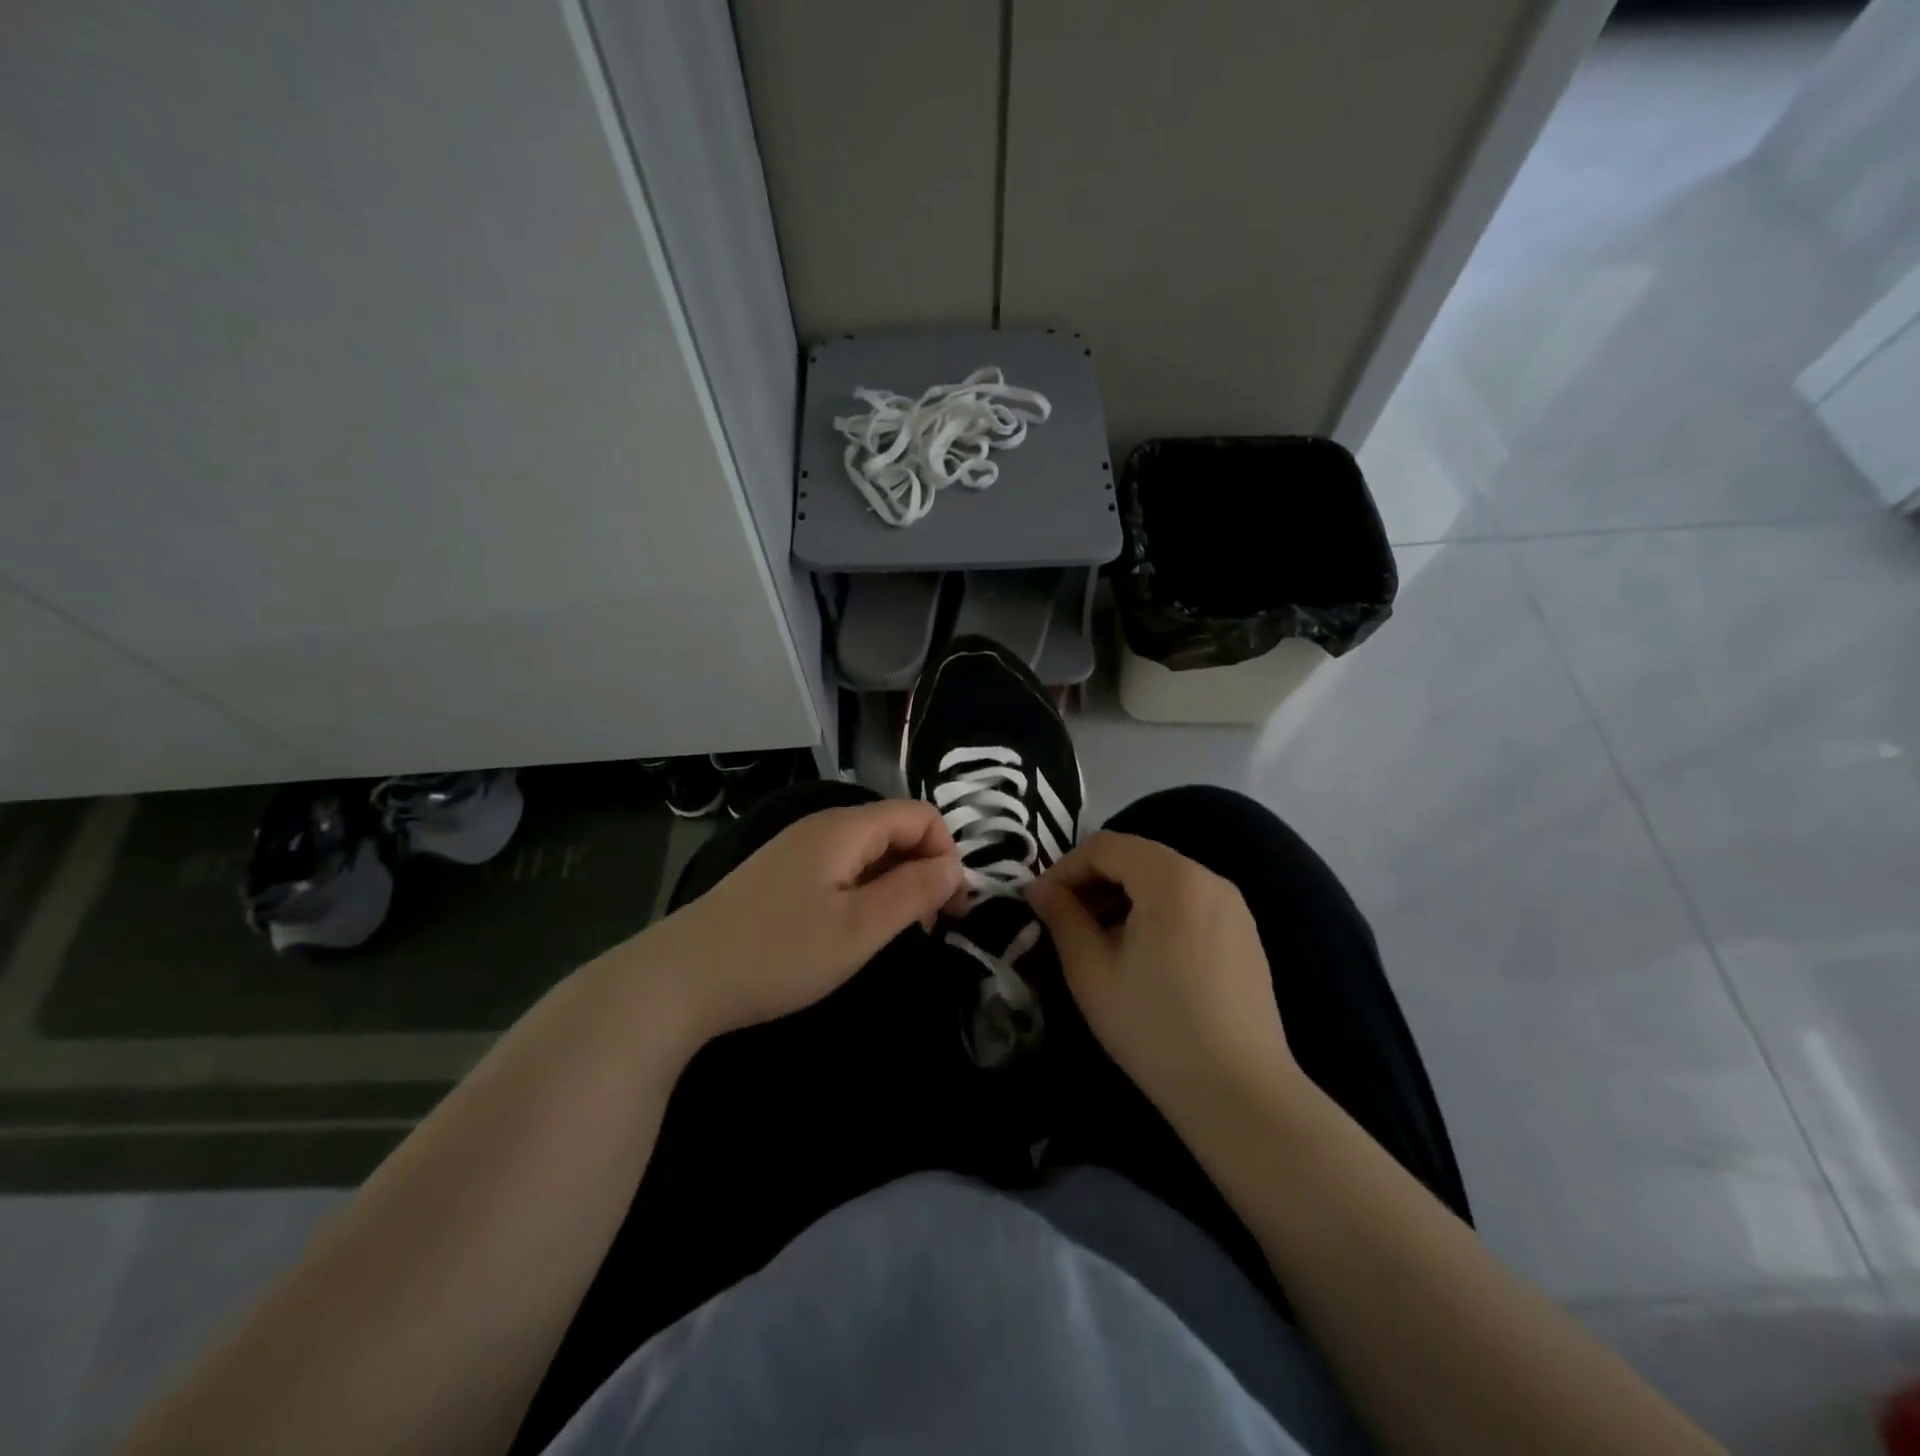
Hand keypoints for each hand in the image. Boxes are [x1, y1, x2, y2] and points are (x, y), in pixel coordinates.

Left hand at [638, 799, 962, 1046]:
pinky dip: (865, 891)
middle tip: (933, 925)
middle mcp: (822, 827)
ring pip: (868, 851)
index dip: (947, 853)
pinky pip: (841, 869)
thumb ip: (914, 892)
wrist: (680, 979)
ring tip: (899, 931)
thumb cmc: (779, 953)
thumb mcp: (859, 928)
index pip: (920, 814)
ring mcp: (796, 850)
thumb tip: (955, 868)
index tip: (953, 907)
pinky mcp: (780, 876)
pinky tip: (856, 929)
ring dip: (897, 883)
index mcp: (844, 828)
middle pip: (894, 829)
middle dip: (925, 868)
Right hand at [1025, 831, 1304, 1129]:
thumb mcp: (1092, 972)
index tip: (1041, 903)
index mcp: (1171, 878)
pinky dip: (1155, 911)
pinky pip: (1189, 902)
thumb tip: (1039, 888)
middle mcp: (1208, 878)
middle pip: (1137, 857)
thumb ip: (1062, 919)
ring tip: (1098, 939)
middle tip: (1064, 920)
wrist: (1240, 1095)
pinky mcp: (1245, 934)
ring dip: (1122, 896)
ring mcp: (1233, 906)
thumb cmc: (1155, 1028)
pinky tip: (1141, 955)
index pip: (1105, 846)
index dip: (1065, 868)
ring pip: (1163, 879)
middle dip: (1093, 881)